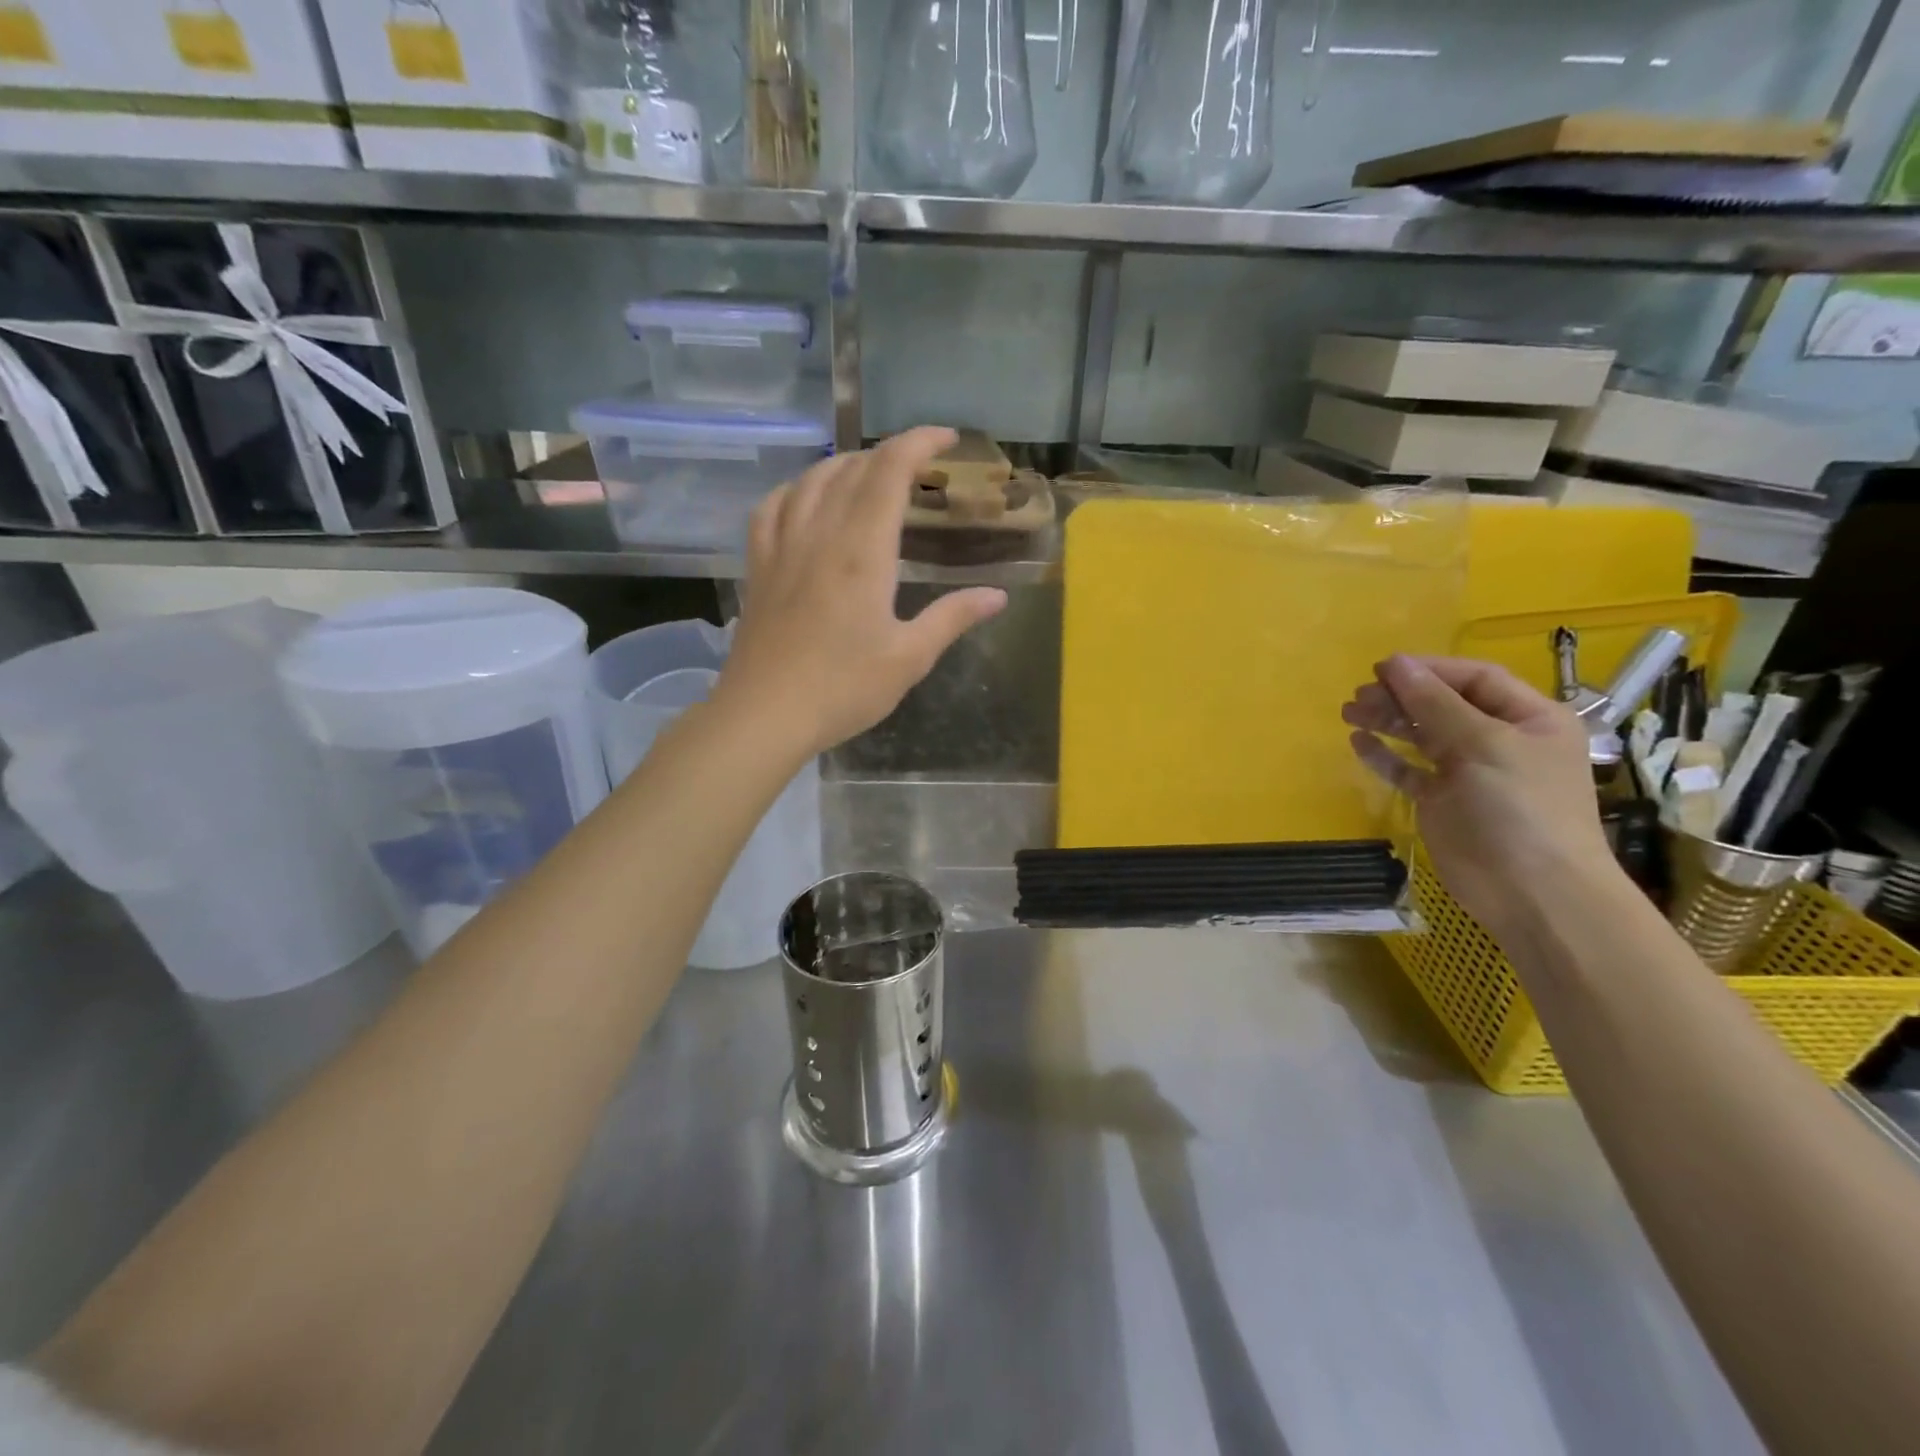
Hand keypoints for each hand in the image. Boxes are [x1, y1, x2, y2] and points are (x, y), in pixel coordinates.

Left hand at [715, 427, 1007, 758]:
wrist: (765, 714)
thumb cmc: (843, 688)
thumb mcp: (909, 658)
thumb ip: (952, 618)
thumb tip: (997, 596)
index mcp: (862, 550)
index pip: (889, 470)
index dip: (919, 442)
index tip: (946, 439)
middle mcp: (819, 534)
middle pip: (852, 468)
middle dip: (889, 454)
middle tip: (918, 468)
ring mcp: (782, 547)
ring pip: (811, 480)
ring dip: (845, 465)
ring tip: (869, 475)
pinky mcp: (758, 566)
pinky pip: (773, 506)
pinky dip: (796, 489)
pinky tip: (805, 499)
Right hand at [1342, 655, 1617, 938]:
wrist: (1532, 892)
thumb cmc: (1519, 808)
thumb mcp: (1482, 744)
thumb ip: (1434, 703)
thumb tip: (1394, 664)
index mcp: (1528, 718)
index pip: (1474, 679)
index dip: (1429, 670)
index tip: (1381, 669)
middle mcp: (1499, 739)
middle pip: (1442, 705)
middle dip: (1401, 696)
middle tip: (1359, 695)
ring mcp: (1469, 772)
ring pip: (1421, 735)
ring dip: (1386, 721)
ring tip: (1349, 713)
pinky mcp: (1442, 801)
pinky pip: (1409, 769)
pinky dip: (1385, 756)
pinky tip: (1359, 743)